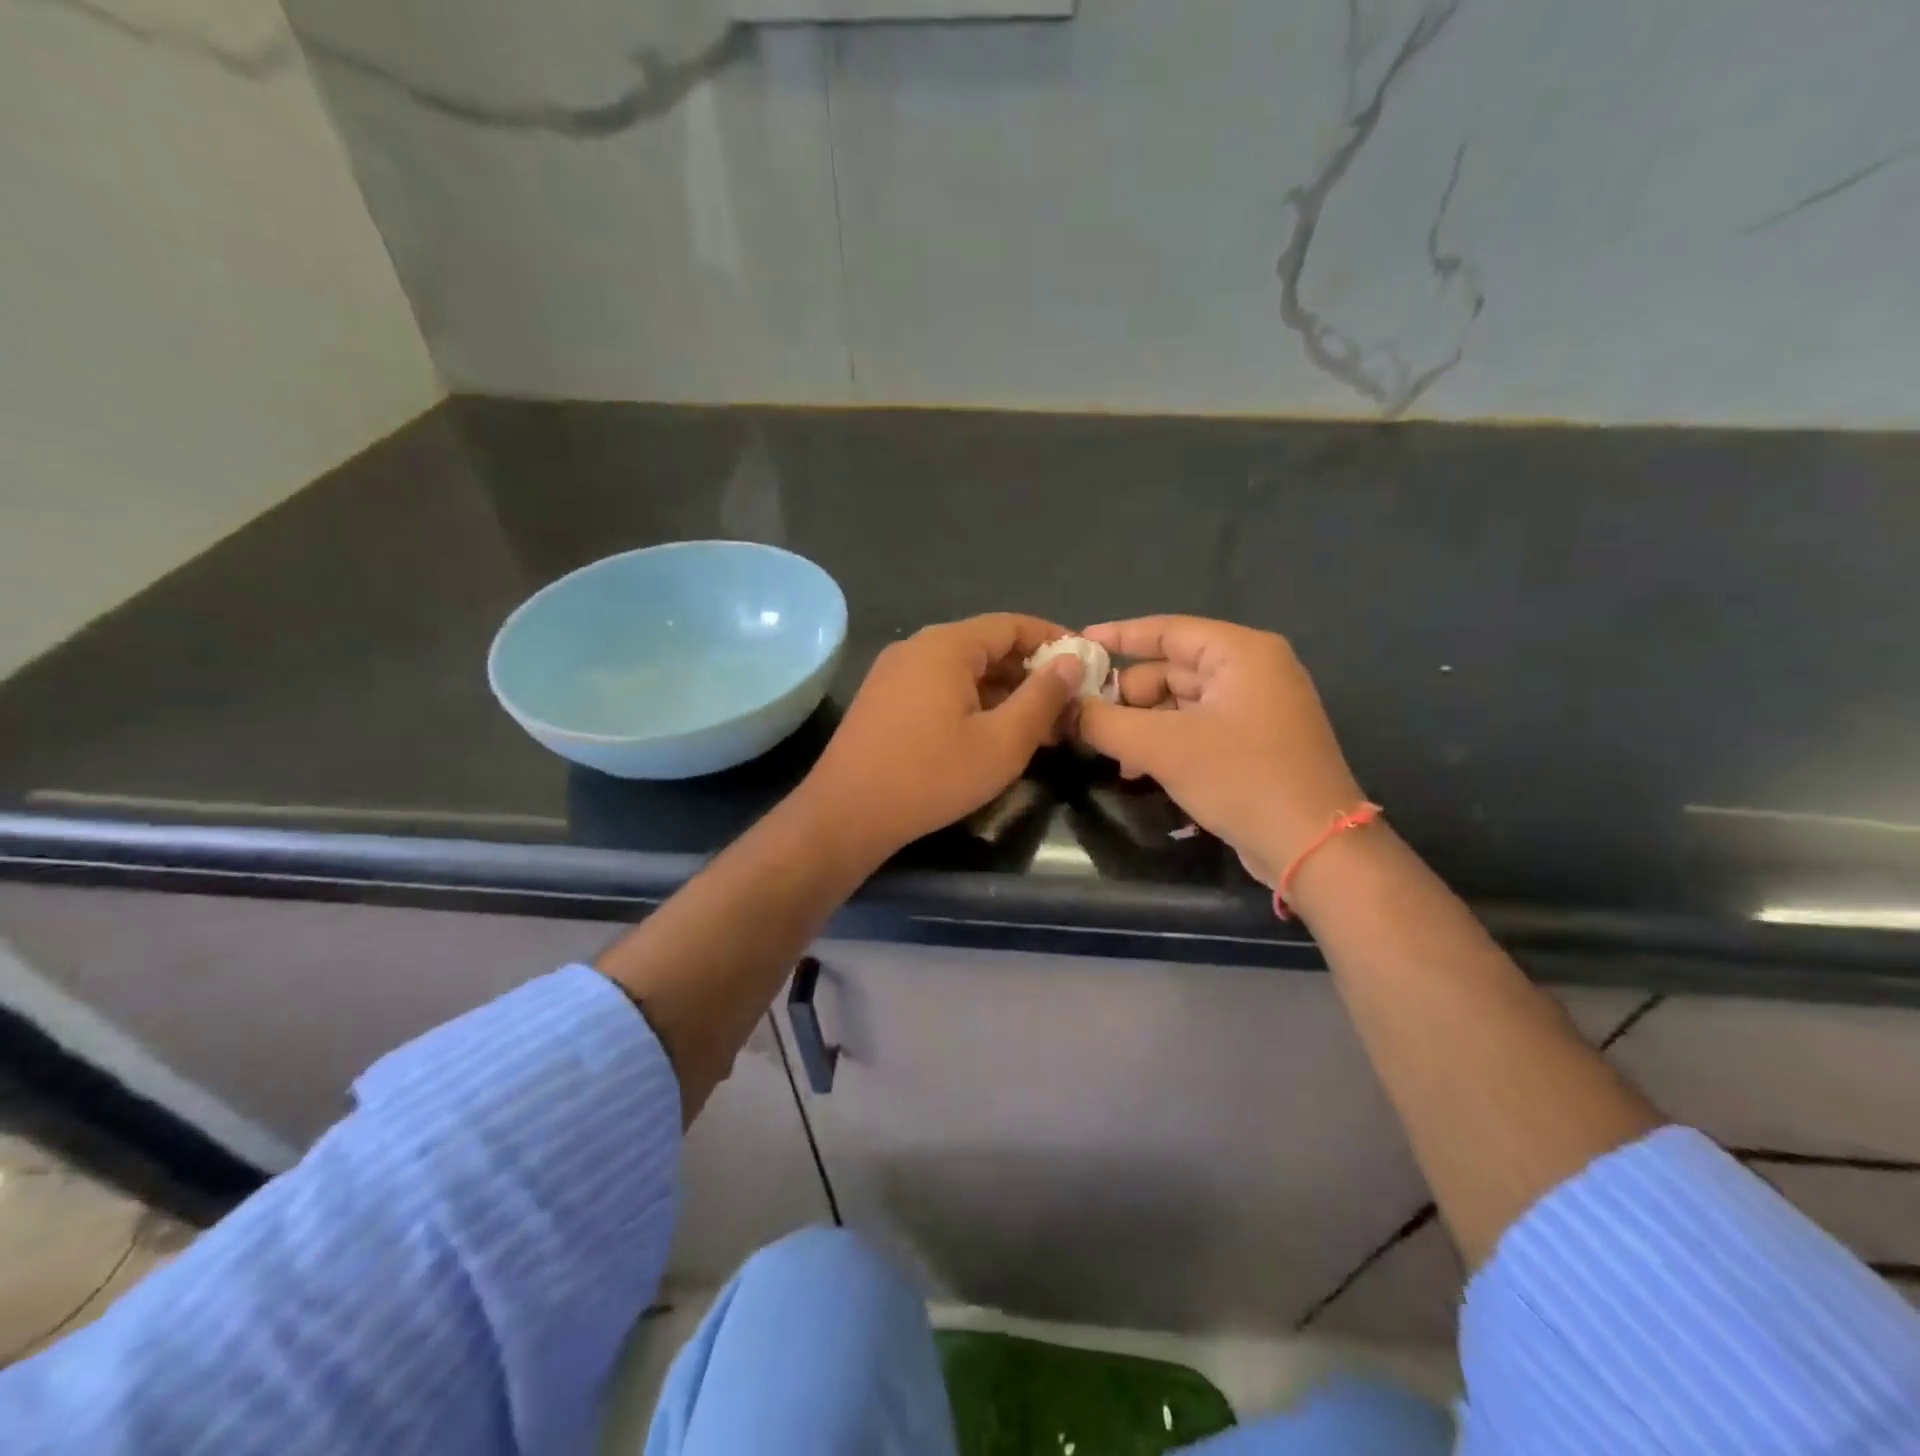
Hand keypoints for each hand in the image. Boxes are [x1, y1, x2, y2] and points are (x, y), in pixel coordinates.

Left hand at [799, 614, 1081, 863]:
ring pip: (961, 670)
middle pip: (986, 646)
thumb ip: (1042, 698)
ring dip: (1001, 691)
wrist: (846, 813)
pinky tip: (988, 733)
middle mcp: (916, 647)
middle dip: (1029, 673)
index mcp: (946, 646)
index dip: (1053, 640)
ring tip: (1034, 726)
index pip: (1011, 625)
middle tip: (1064, 705)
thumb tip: (1072, 661)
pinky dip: (970, 701)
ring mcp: (893, 672)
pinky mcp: (881, 699)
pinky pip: (937, 687)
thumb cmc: (932, 776)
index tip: (1085, 663)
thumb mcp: (1002, 742)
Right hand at [1073, 616, 1364, 886]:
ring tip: (1113, 756)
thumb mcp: (1162, 747)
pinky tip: (1139, 771)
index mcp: (1240, 653)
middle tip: (1088, 722)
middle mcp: (1252, 671)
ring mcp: (1257, 709)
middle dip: (1127, 696)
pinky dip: (1166, 742)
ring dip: (1142, 726)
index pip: (1167, 629)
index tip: (1076, 644)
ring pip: (1180, 703)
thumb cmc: (1241, 779)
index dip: (1117, 636)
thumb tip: (1062, 708)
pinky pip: (1197, 728)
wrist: (1314, 848)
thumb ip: (1104, 722)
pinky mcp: (1255, 743)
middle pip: (1170, 669)